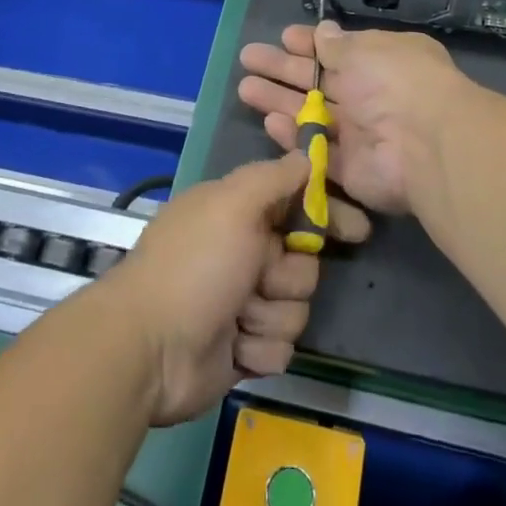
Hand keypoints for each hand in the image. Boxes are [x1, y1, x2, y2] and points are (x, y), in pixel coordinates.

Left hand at [100, 153, 371, 425]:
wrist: (149, 349)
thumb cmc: (195, 265)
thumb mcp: (234, 204)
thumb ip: (274, 177)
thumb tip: (306, 154)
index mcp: (237, 215)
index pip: (296, 206)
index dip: (327, 217)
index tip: (357, 230)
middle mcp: (241, 254)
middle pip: (304, 264)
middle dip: (288, 276)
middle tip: (260, 278)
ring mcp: (241, 305)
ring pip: (296, 309)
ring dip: (271, 316)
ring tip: (238, 317)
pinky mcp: (242, 350)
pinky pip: (280, 349)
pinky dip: (259, 349)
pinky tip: (234, 347)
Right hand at [238, 22, 472, 216]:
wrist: (424, 143)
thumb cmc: (395, 81)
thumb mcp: (365, 50)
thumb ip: (338, 46)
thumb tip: (323, 31)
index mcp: (380, 62)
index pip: (338, 51)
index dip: (310, 44)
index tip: (284, 37)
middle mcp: (369, 96)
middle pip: (317, 81)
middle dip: (282, 69)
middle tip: (248, 58)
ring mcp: (359, 134)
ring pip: (311, 114)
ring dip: (279, 101)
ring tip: (245, 87)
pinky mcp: (350, 169)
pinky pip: (317, 150)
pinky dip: (294, 137)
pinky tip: (269, 123)